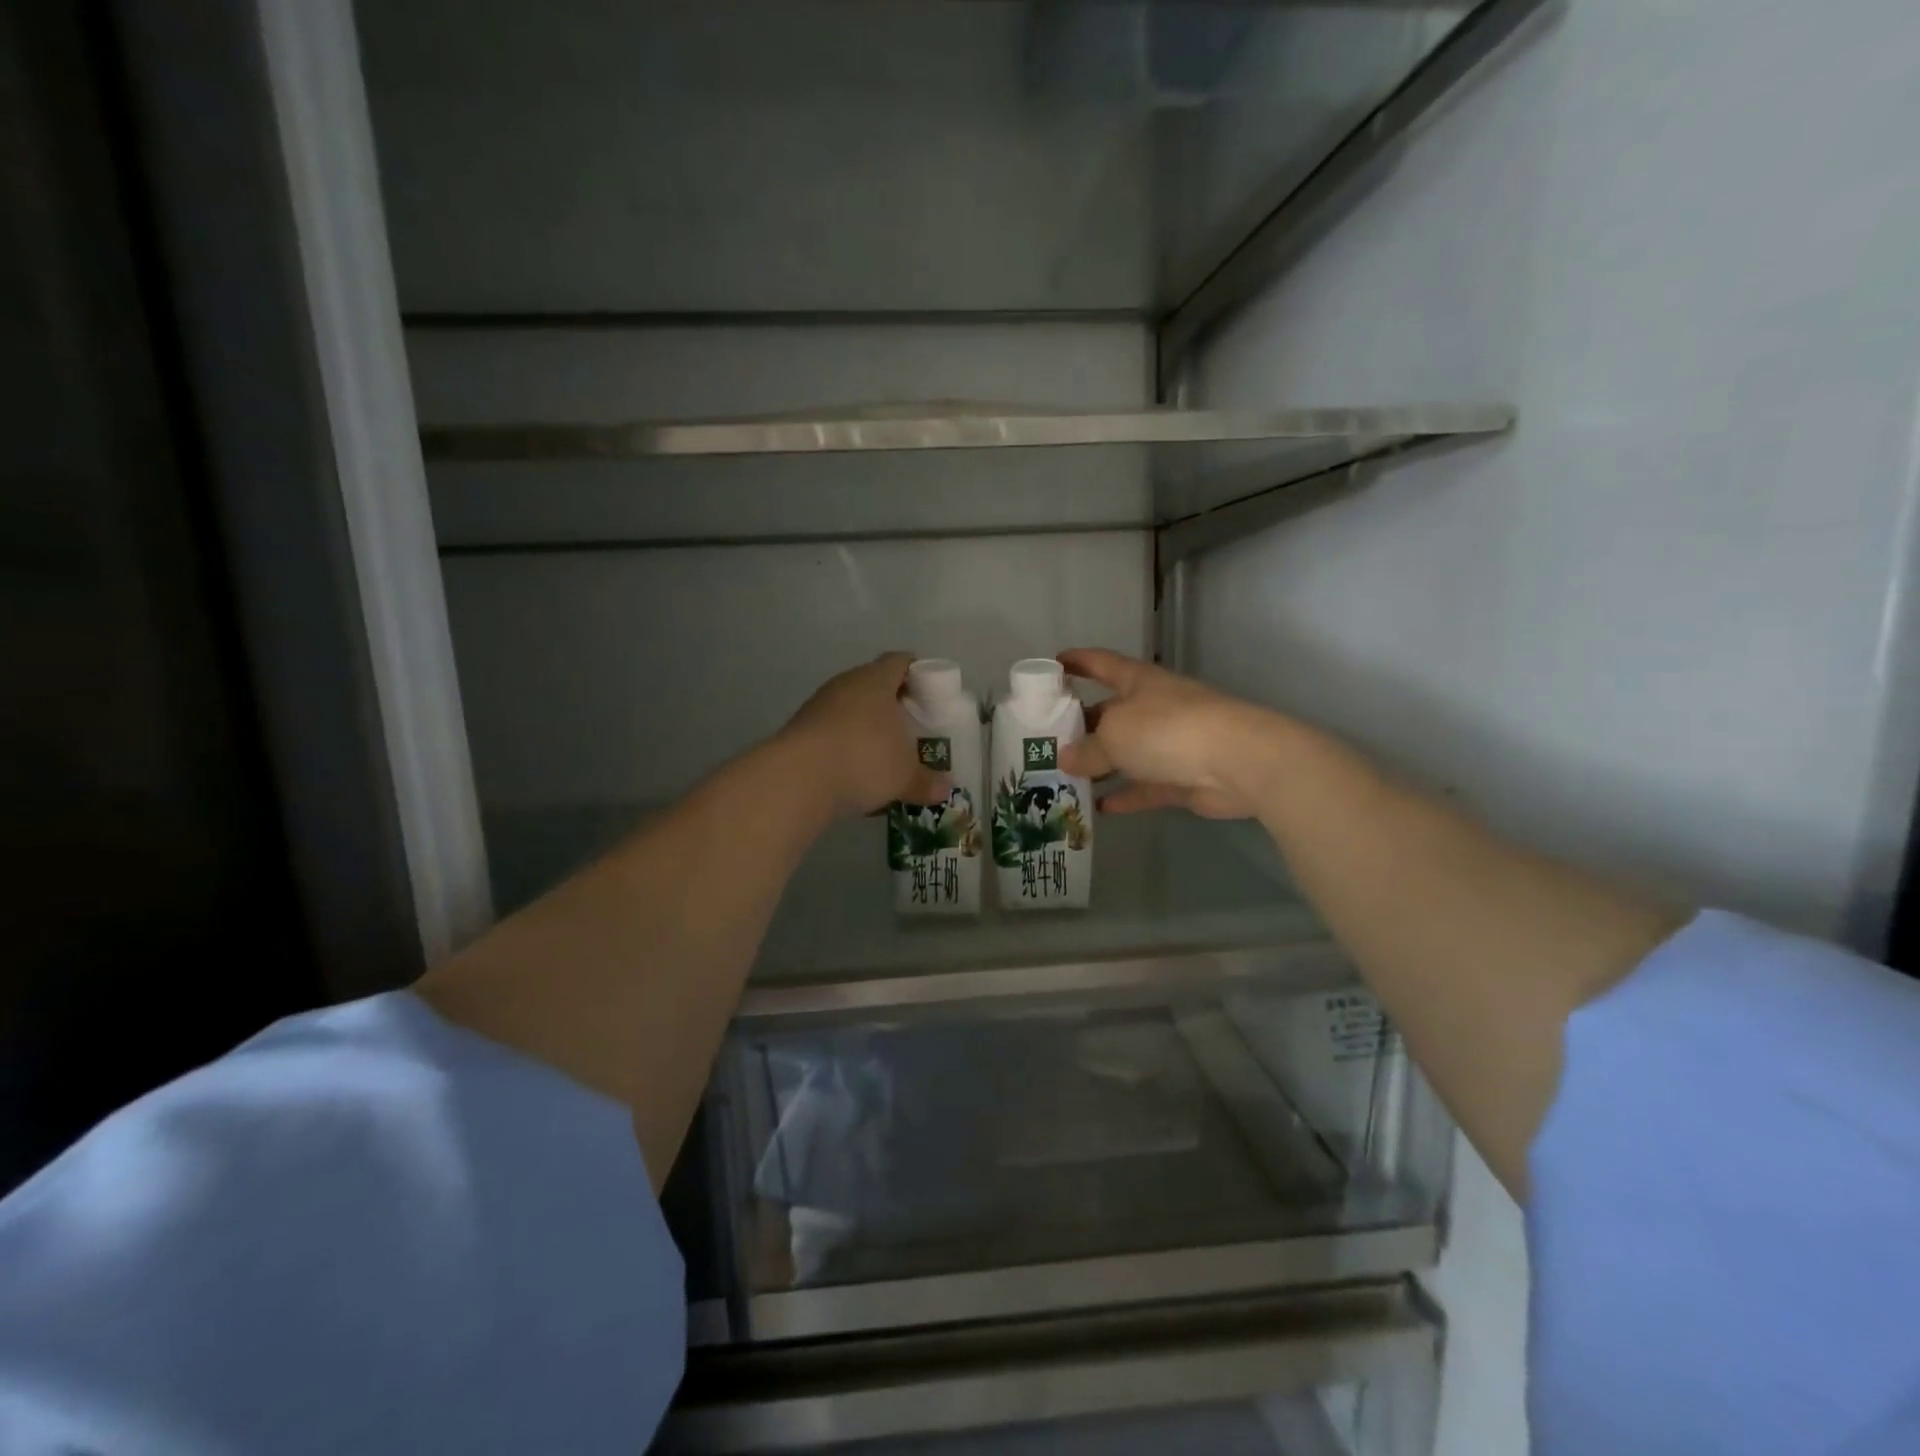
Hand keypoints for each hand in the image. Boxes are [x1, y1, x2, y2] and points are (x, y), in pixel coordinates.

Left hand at [781, 653, 948, 817]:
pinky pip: (831, 733)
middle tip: (911, 725)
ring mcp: (818, 706)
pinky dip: (845, 747)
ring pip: (850, 709)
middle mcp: (846, 684)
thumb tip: (945, 789)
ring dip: (866, 727)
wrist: (797, 779)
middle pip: (874, 684)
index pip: (900, 661)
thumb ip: (927, 781)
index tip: (931, 692)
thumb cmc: (864, 760)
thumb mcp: (905, 775)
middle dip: (892, 704)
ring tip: (884, 753)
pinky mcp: (799, 731)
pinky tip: (856, 773)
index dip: (918, 673)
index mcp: (876, 680)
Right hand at [1058, 648, 1278, 819]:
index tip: (1053, 665)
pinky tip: (1099, 809)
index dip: (1077, 661)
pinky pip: (1146, 786)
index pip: (1101, 663)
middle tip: (1047, 741)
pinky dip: (1125, 795)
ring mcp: (1170, 743)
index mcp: (1138, 682)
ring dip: (1101, 764)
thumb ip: (1086, 749)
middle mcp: (1153, 707)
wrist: (1237, 761)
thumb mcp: (1113, 735)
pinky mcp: (1182, 777)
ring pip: (1127, 753)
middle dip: (1081, 725)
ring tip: (1066, 777)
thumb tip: (1066, 758)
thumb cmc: (1167, 730)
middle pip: (1110, 713)